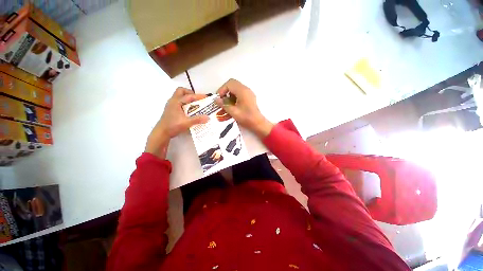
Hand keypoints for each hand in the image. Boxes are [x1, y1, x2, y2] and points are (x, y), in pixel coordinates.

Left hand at [145, 87, 208, 158]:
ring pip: (179, 96)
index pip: (189, 96)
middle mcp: (173, 101)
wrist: (162, 132)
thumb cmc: (172, 126)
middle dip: (190, 93)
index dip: (198, 96)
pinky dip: (185, 103)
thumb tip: (207, 117)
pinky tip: (190, 111)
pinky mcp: (171, 110)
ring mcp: (171, 105)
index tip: (206, 97)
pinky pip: (179, 102)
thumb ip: (197, 119)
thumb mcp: (186, 123)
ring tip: (195, 104)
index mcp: (176, 102)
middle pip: (181, 91)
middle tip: (197, 99)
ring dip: (187, 98)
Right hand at [215, 79, 272, 137]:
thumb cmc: (246, 117)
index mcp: (242, 91)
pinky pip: (239, 93)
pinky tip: (232, 106)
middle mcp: (246, 89)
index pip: (229, 83)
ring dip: (229, 95)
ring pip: (236, 89)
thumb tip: (216, 99)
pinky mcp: (249, 97)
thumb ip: (224, 105)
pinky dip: (234, 97)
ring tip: (225, 104)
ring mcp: (248, 93)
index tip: (219, 98)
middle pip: (233, 84)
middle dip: (225, 91)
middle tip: (221, 99)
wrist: (258, 123)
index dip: (222, 89)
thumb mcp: (233, 112)